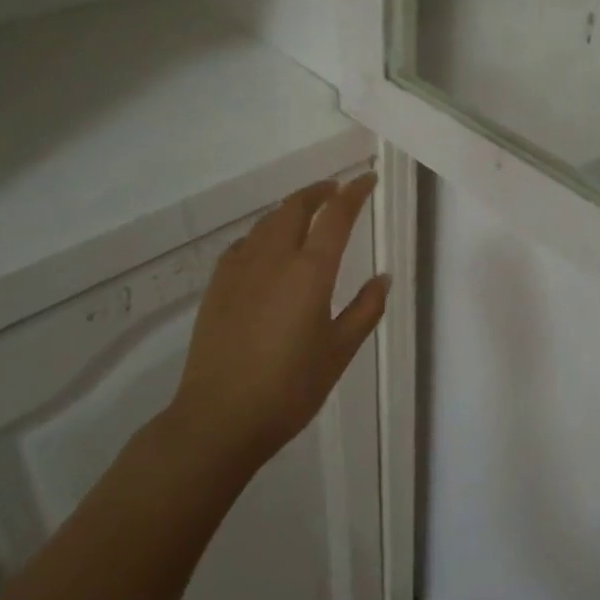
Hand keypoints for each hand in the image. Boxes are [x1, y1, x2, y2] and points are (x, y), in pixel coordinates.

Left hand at [162, 175, 390, 481]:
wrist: (218, 419)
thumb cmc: (289, 388)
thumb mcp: (340, 351)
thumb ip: (365, 309)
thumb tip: (383, 277)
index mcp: (310, 271)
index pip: (336, 216)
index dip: (354, 192)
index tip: (367, 179)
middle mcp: (274, 259)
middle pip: (295, 207)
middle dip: (318, 191)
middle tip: (335, 190)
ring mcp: (240, 270)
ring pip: (267, 221)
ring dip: (290, 209)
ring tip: (305, 213)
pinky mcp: (217, 287)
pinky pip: (244, 243)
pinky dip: (263, 233)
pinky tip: (266, 248)